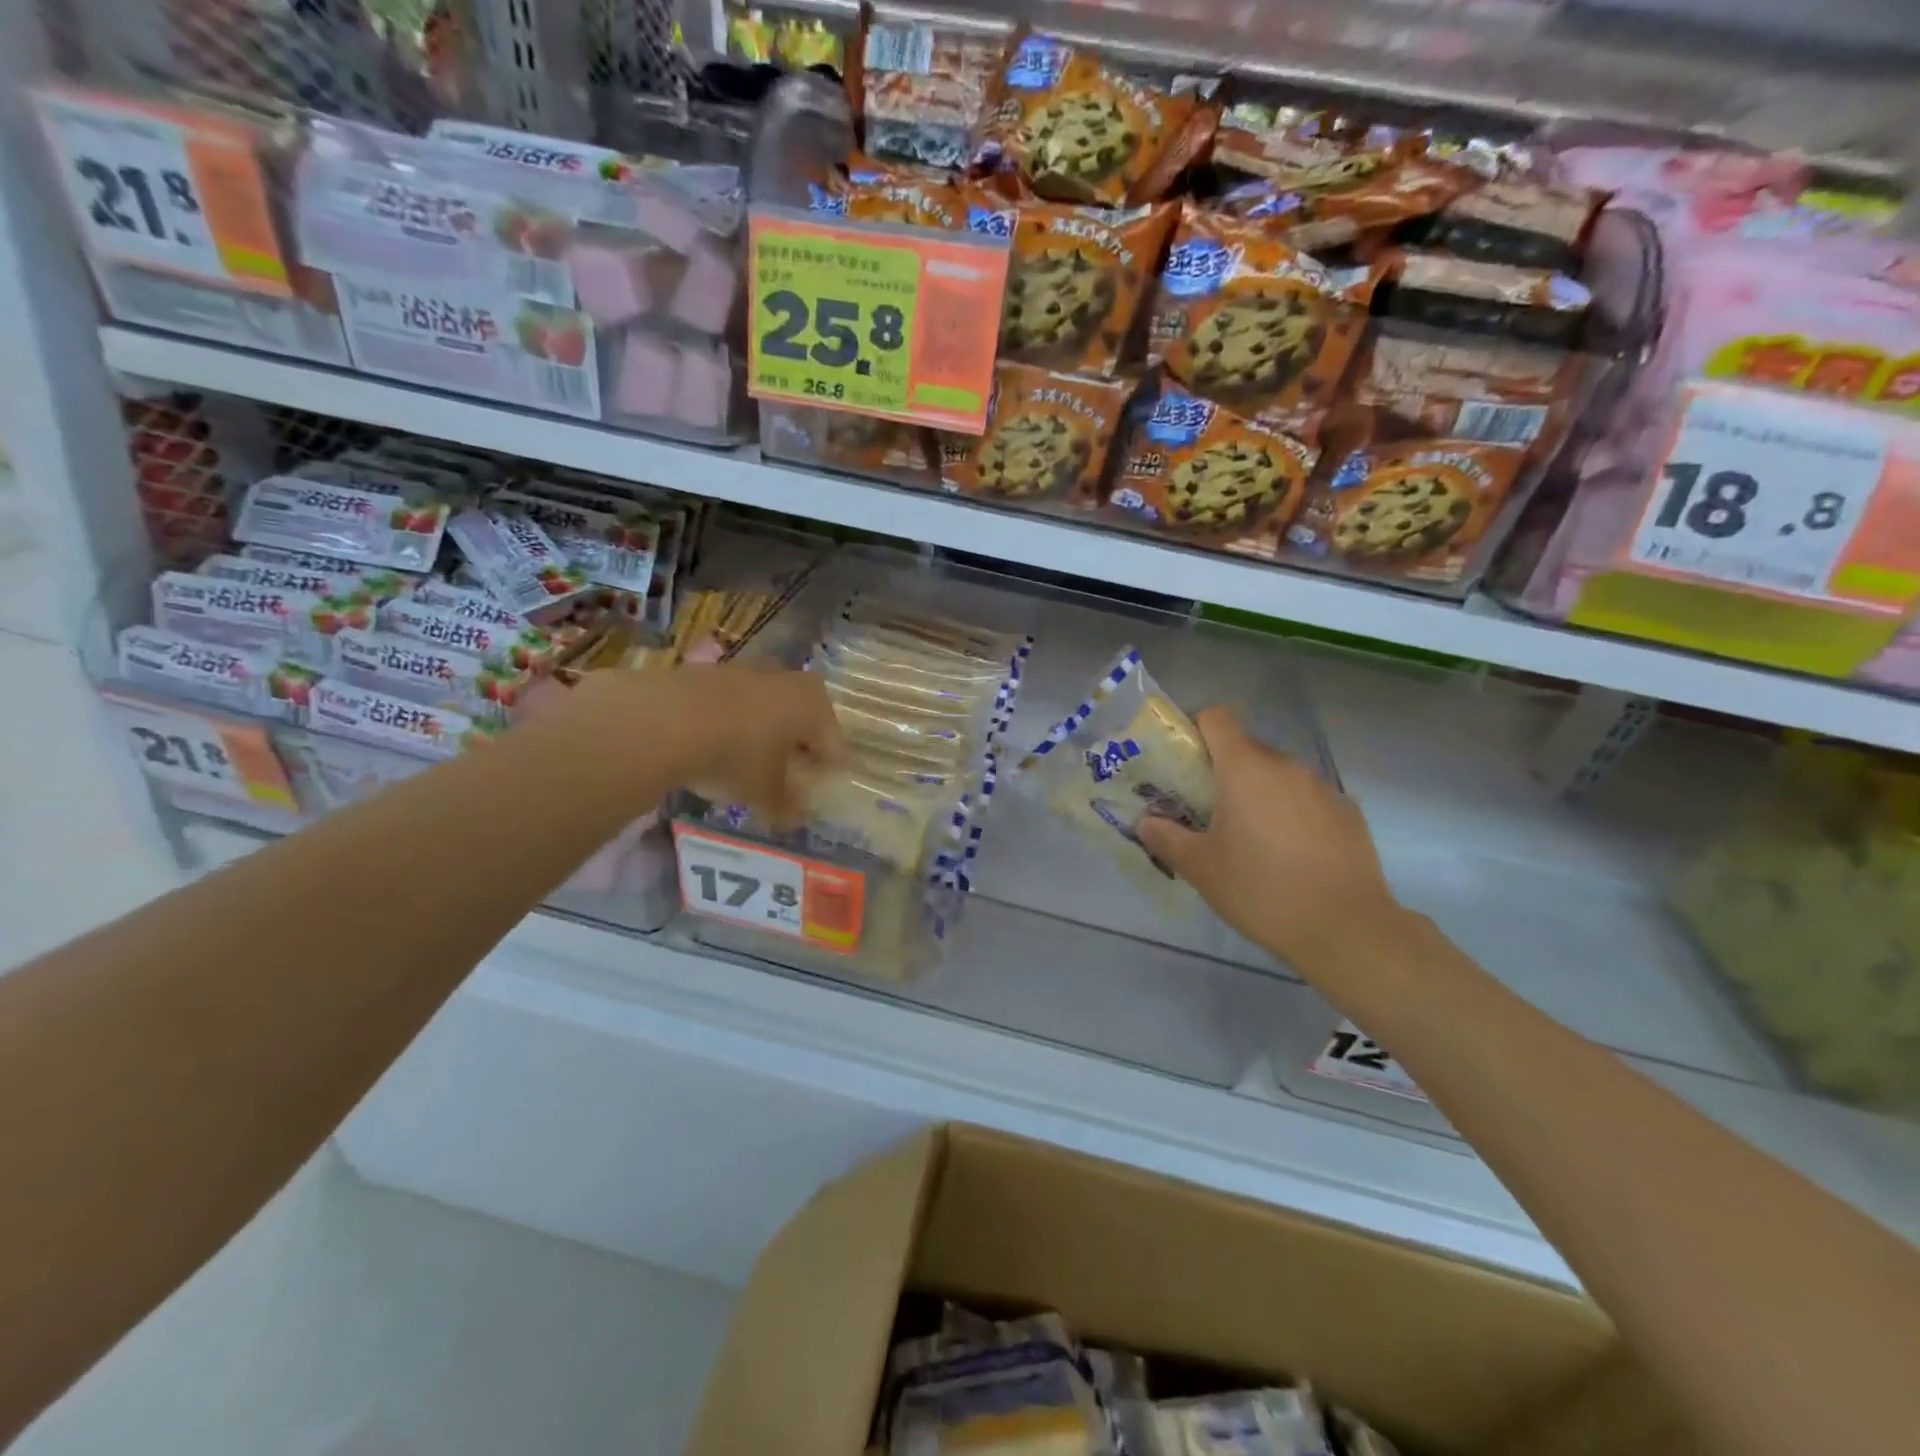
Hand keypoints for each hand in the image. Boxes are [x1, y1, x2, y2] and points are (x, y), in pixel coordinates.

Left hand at [565, 665, 845, 824]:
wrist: (664, 720)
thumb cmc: (736, 756)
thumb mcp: (765, 793)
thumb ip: (786, 805)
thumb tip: (797, 816)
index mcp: (814, 705)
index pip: (834, 746)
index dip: (827, 773)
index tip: (818, 795)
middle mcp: (787, 680)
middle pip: (801, 722)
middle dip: (796, 751)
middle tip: (786, 782)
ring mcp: (745, 672)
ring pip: (765, 712)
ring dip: (762, 737)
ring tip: (747, 770)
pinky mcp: (707, 674)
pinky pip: (732, 707)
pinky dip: (730, 727)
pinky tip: (714, 751)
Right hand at [1137, 706, 1402, 978]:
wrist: (1346, 928)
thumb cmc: (1260, 889)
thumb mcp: (1200, 868)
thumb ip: (1167, 838)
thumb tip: (1146, 823)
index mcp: (1245, 768)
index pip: (1217, 717)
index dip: (1197, 731)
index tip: (1185, 765)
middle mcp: (1286, 766)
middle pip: (1247, 749)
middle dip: (1224, 773)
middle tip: (1209, 813)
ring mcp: (1322, 788)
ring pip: (1279, 776)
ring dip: (1260, 795)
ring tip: (1252, 840)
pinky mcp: (1348, 813)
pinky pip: (1308, 800)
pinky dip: (1293, 815)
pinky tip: (1291, 856)